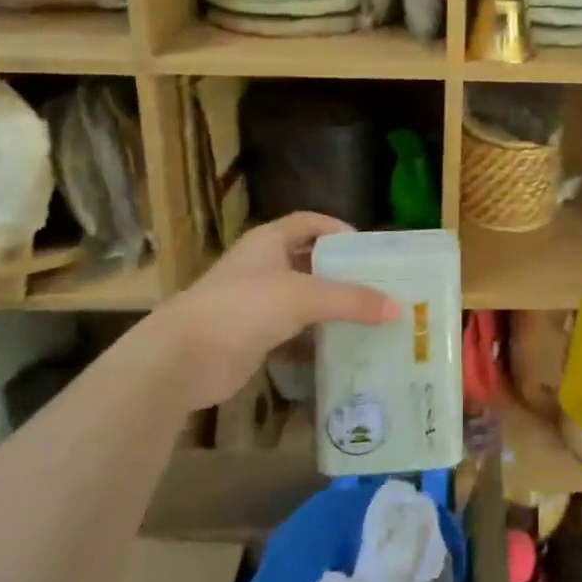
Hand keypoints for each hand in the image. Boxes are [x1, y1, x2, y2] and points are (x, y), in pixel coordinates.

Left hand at [157, 213, 398, 406]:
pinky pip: (292, 332)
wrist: (183, 358)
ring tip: (368, 316)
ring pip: (301, 298)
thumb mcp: (303, 296)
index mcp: (268, 241)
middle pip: (308, 260)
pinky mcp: (252, 337)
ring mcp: (254, 303)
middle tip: (377, 284)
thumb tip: (398, 309)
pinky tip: (340, 348)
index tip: (367, 248)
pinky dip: (314, 338)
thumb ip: (351, 300)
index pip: (309, 222)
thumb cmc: (243, 307)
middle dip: (340, 271)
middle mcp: (261, 266)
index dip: (337, 228)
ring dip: (329, 307)